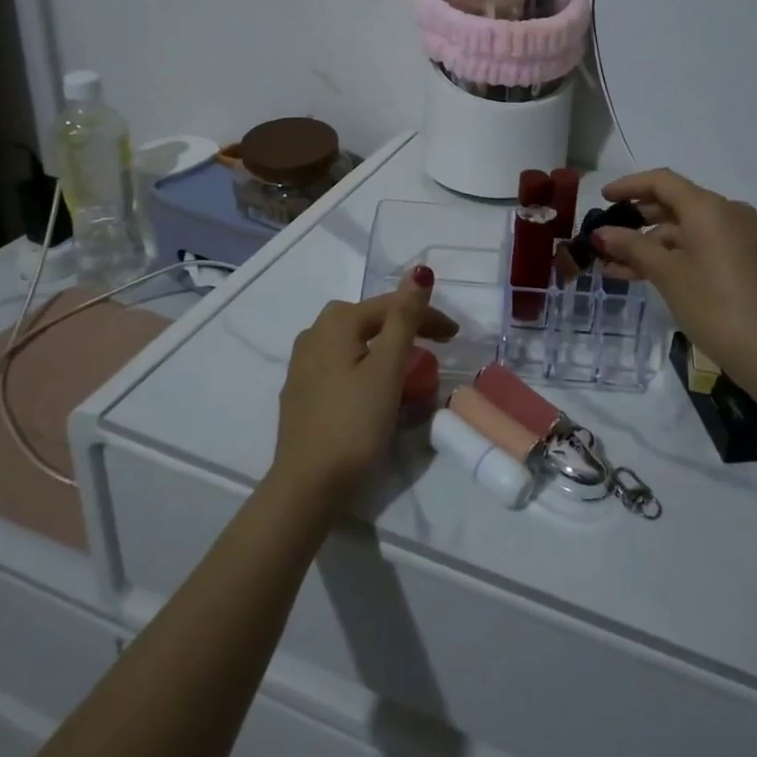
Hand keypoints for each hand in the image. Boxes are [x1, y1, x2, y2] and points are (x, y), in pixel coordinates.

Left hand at [271, 268, 456, 502]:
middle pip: (368, 320)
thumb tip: (418, 271)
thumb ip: (404, 318)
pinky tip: (375, 387)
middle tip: (435, 346)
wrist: (307, 485)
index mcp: (335, 323)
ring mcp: (303, 365)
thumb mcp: (387, 368)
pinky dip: (365, 367)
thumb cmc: (354, 422)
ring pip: (354, 343)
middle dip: (403, 326)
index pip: (389, 306)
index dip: (426, 315)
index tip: (455, 336)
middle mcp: (313, 334)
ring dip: (384, 347)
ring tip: (410, 365)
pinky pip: (342, 366)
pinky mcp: (301, 392)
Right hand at [594, 169, 756, 386]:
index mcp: (708, 207)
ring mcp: (735, 238)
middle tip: (604, 234)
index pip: (662, 182)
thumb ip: (632, 247)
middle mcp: (725, 213)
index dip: (629, 186)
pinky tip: (638, 274)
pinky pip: (696, 246)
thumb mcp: (667, 274)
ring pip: (682, 230)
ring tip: (611, 263)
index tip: (601, 198)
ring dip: (648, 244)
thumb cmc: (714, 305)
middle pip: (673, 203)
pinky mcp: (739, 260)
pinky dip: (669, 256)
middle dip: (636, 218)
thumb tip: (601, 233)